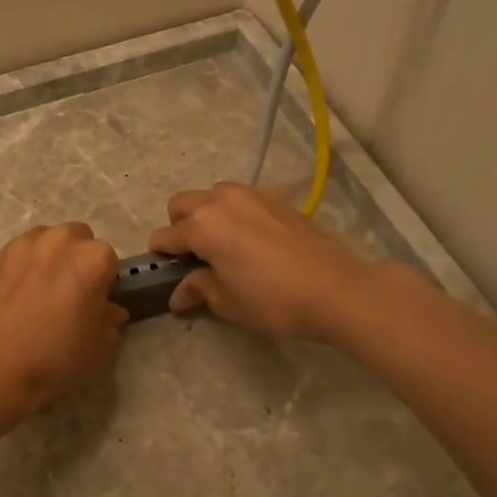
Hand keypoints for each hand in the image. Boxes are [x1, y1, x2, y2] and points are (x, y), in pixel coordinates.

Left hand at [0, 222, 126, 419]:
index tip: (94, 302)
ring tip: (39, 290)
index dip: (103, 282)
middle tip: (68, 292)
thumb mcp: (99, 347)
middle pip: (78, 239)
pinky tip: (14, 294)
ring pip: (46, 240)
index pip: (109, 261)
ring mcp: (24, 243)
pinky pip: (18, 253)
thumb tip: (109, 310)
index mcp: (94, 258)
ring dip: (49, 257)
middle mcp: (61, 239)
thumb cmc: (55, 357)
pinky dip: (22, 265)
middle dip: (77, 259)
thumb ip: (110, 320)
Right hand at [148, 183, 385, 343]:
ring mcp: (251, 194)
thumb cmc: (273, 300)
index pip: (166, 236)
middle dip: (179, 227)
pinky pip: (240, 199)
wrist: (335, 288)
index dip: (161, 257)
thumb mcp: (228, 302)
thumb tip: (178, 294)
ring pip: (212, 195)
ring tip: (223, 246)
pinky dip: (234, 214)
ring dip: (206, 215)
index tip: (167, 274)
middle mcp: (221, 200)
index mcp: (202, 225)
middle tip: (194, 257)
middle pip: (182, 204)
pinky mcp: (276, 198)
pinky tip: (250, 241)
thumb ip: (198, 289)